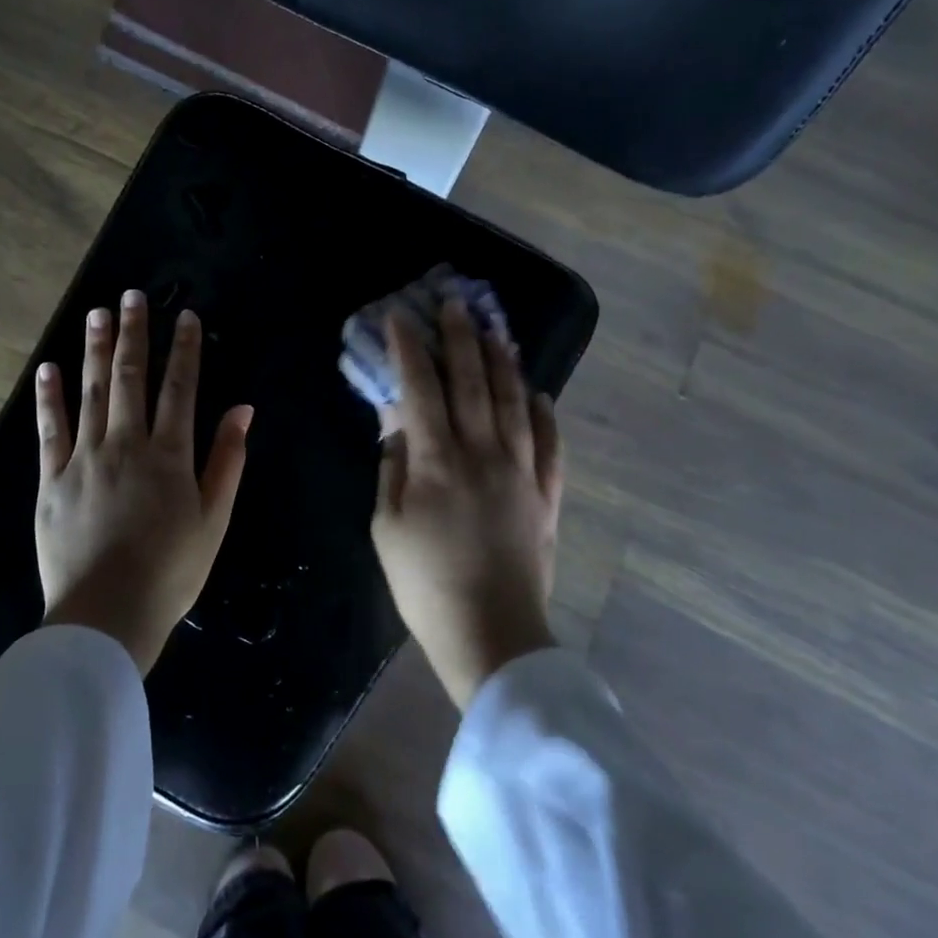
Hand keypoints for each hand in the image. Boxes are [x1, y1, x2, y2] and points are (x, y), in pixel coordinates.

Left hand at [34, 290, 252, 674]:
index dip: (183, 350)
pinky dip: (50, 397)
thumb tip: (242, 410)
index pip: (179, 389)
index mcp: (170, 455)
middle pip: (131, 378)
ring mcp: (85, 459)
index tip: (184, 318)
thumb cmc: (171, 572)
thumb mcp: (214, 520)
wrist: (106, 615)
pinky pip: (51, 429)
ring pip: (91, 392)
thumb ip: (227, 461)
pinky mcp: (52, 479)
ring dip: (95, 350)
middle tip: (131, 296)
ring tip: (97, 314)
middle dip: (134, 334)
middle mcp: (127, 445)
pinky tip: (50, 368)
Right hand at [371, 297, 563, 708]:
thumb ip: (391, 467)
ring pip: (515, 402)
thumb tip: (394, 421)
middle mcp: (483, 452)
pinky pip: (551, 444)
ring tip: (497, 331)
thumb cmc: (424, 584)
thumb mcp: (386, 527)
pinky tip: (540, 394)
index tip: (401, 316)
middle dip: (461, 337)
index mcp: (436, 460)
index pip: (420, 387)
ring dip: (504, 362)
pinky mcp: (546, 495)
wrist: (491, 634)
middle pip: (473, 382)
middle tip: (455, 303)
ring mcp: (521, 471)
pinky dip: (545, 414)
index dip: (409, 347)